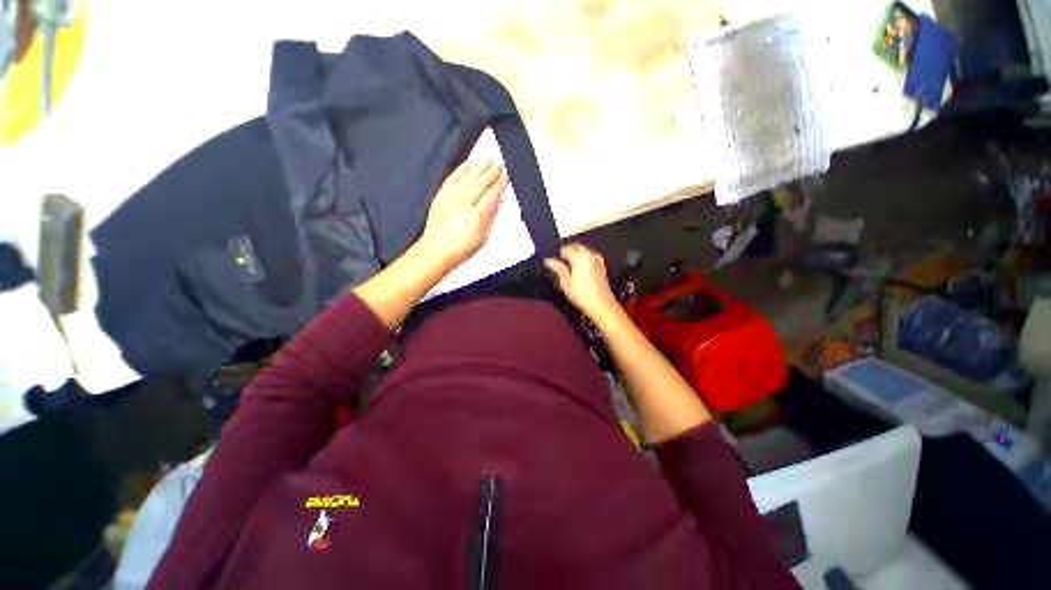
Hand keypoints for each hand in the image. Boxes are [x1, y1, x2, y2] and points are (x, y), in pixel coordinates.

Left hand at [419, 159, 507, 270]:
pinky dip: (460, 170)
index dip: (500, 183)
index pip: (492, 194)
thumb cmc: (462, 247)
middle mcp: (464, 203)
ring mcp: (450, 198)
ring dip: (479, 167)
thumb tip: (500, 200)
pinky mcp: (441, 196)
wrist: (437, 249)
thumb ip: (492, 215)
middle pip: (481, 182)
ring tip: (488, 160)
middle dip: (492, 172)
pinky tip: (468, 165)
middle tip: (500, 165)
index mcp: (477, 215)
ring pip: (468, 177)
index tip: (506, 176)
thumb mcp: (483, 235)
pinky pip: (452, 178)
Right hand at [545, 244, 618, 320]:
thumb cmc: (582, 295)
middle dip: (568, 251)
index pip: (566, 249)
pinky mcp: (602, 265)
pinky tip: (581, 267)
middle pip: (576, 246)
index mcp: (579, 258)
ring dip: (576, 253)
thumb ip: (558, 268)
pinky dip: (585, 257)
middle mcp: (589, 255)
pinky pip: (591, 255)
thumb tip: (549, 260)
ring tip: (570, 266)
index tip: (554, 262)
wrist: (601, 304)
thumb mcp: (566, 283)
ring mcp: (597, 260)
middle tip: (561, 263)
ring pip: (584, 249)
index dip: (558, 254)